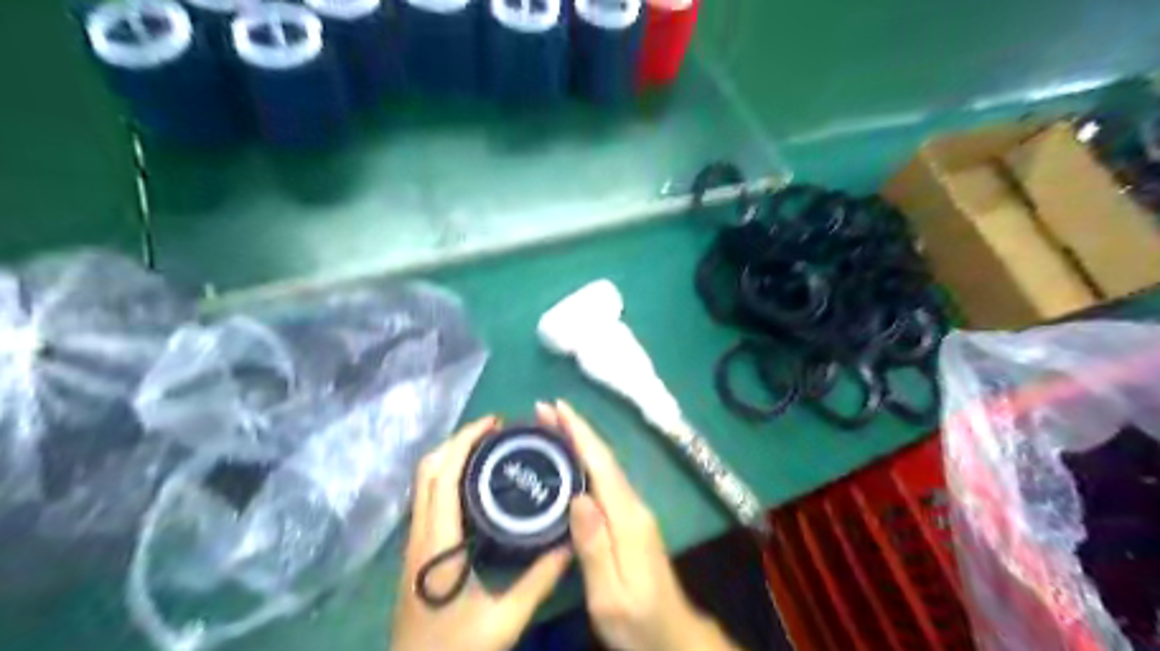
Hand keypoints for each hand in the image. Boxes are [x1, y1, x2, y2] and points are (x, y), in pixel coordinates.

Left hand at [390, 418, 569, 649]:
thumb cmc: (454, 649)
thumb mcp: (504, 619)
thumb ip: (539, 581)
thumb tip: (570, 543)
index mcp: (437, 542)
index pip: (443, 475)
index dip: (465, 441)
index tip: (494, 423)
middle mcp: (419, 535)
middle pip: (428, 470)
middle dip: (458, 441)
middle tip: (495, 433)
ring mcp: (413, 544)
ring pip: (424, 484)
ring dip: (451, 458)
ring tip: (487, 450)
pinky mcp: (416, 553)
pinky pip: (427, 500)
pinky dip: (446, 478)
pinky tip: (473, 486)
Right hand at [531, 402, 736, 649]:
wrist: (672, 634)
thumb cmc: (637, 620)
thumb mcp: (609, 595)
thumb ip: (595, 545)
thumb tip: (578, 496)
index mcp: (627, 518)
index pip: (601, 464)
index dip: (579, 433)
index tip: (557, 407)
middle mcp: (633, 505)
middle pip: (603, 458)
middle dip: (575, 430)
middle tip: (543, 410)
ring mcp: (634, 511)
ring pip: (604, 466)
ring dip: (579, 442)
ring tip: (551, 426)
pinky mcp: (630, 520)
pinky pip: (605, 480)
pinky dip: (586, 461)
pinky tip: (570, 460)